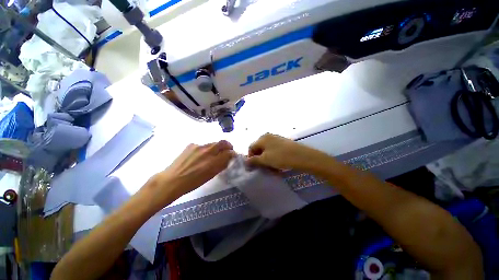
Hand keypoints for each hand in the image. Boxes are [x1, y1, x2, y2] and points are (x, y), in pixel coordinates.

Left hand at [142, 140, 234, 210]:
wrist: (172, 180)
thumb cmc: (193, 182)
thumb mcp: (211, 175)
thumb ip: (221, 165)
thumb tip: (228, 159)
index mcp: (213, 161)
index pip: (229, 152)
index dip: (233, 153)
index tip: (233, 155)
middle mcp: (208, 151)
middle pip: (223, 142)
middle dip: (228, 145)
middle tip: (227, 150)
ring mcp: (199, 146)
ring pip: (213, 143)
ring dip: (216, 147)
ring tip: (213, 154)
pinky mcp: (191, 145)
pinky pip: (203, 145)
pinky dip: (205, 149)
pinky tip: (200, 155)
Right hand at [247, 133, 329, 170]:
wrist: (302, 156)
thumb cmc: (281, 157)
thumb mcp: (265, 159)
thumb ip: (254, 160)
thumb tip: (246, 162)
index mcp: (262, 138)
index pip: (251, 147)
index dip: (250, 158)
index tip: (254, 167)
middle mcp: (268, 136)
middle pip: (259, 149)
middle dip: (260, 160)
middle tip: (263, 169)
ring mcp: (277, 139)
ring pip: (267, 151)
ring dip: (267, 160)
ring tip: (272, 169)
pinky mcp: (283, 143)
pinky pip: (274, 151)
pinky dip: (274, 158)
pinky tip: (278, 165)